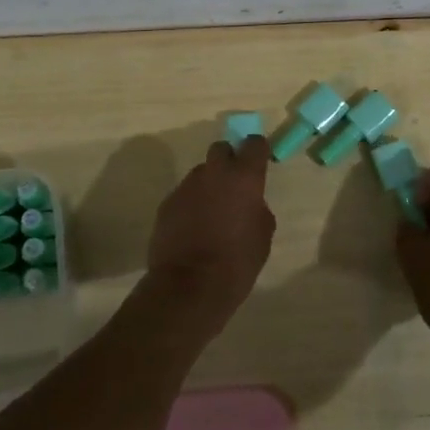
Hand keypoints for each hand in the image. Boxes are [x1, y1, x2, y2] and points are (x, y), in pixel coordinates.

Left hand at [145, 136, 275, 336]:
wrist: (189, 286)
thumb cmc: (237, 262)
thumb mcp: (263, 236)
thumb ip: (257, 209)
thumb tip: (249, 204)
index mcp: (243, 177)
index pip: (254, 143)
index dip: (257, 151)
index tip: (259, 163)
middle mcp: (213, 173)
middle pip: (220, 149)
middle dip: (228, 161)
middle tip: (233, 186)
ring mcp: (186, 186)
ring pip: (200, 174)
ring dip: (208, 186)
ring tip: (211, 214)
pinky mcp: (167, 203)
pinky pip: (184, 195)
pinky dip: (191, 205)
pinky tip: (193, 229)